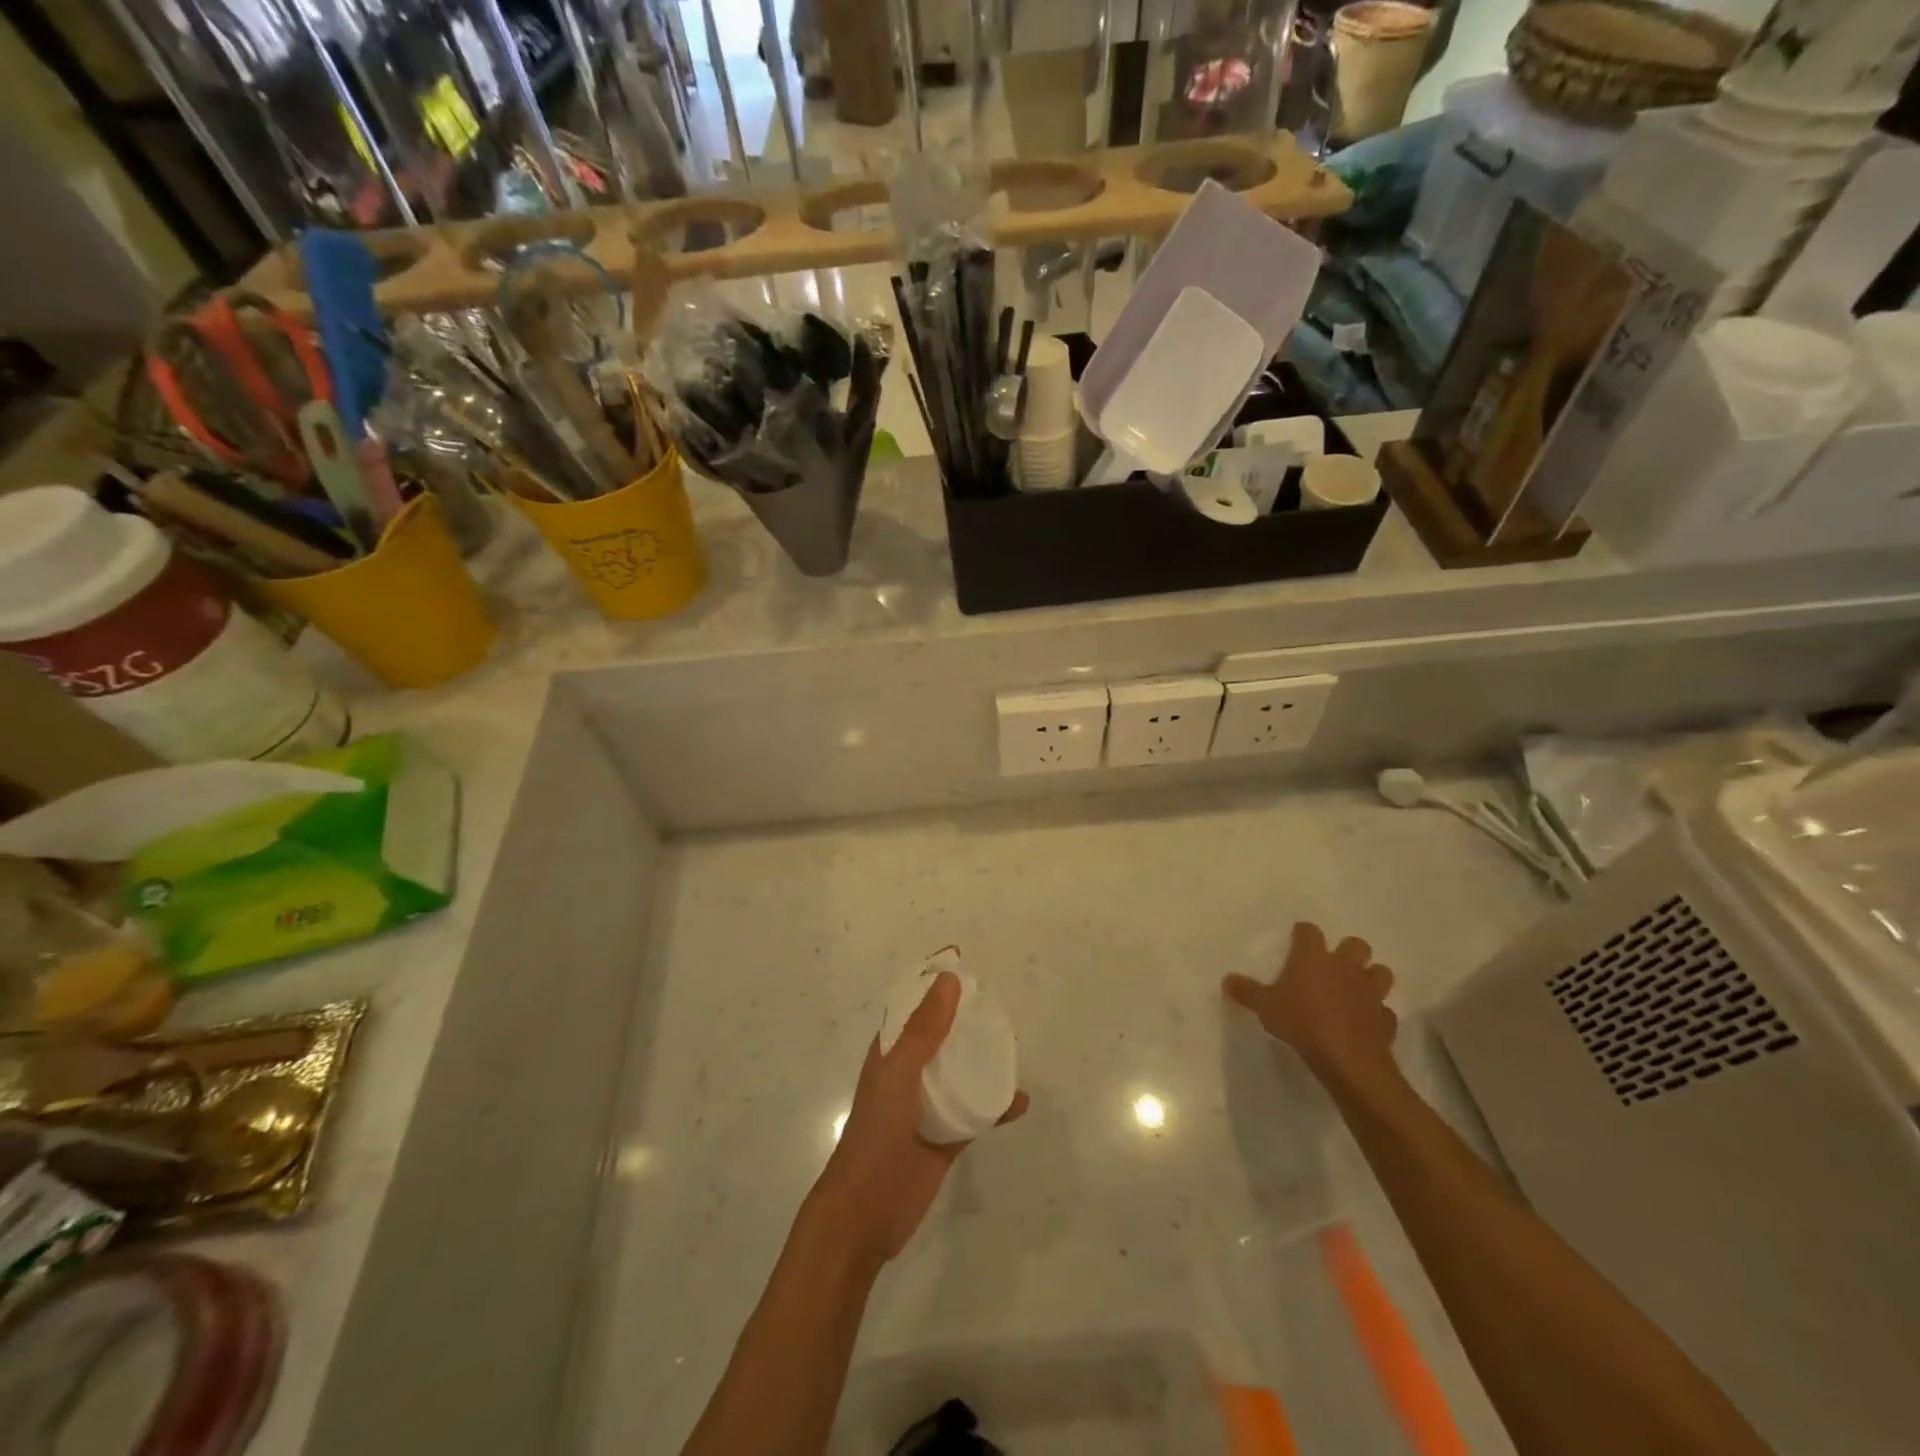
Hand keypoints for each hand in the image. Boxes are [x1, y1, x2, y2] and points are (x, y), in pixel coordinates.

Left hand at [811, 971, 1028, 1266]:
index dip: (934, 983)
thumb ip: (925, 1030)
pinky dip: (997, 1105)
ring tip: (1015, 1046)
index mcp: (892, 1052)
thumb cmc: (876, 1134)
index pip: (915, 1005)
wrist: (865, 1213)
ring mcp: (930, 1106)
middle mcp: (912, 1073)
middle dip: (967, 1019)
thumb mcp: (899, 1074)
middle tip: (1000, 1005)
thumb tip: (950, 980)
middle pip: (943, 1035)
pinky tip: (1020, 1101)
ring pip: (962, 1071)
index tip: (962, 959)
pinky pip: (977, 1112)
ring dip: (985, 1059)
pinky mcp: (947, 1137)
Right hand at [1223, 922, 1397, 1088]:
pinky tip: (1365, 1022)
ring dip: (1371, 977)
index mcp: (1313, 957)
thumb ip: (1247, 991)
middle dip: (1348, 951)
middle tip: (1332, 966)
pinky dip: (1376, 1013)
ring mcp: (1370, 991)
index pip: (1309, 931)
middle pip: (1355, 944)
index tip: (1296, 941)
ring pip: (1380, 972)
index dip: (1303, 934)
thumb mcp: (1265, 1007)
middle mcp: (1345, 967)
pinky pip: (1384, 1010)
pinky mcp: (1385, 1018)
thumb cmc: (1301, 1022)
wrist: (1347, 1059)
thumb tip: (1226, 979)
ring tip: (1356, 989)